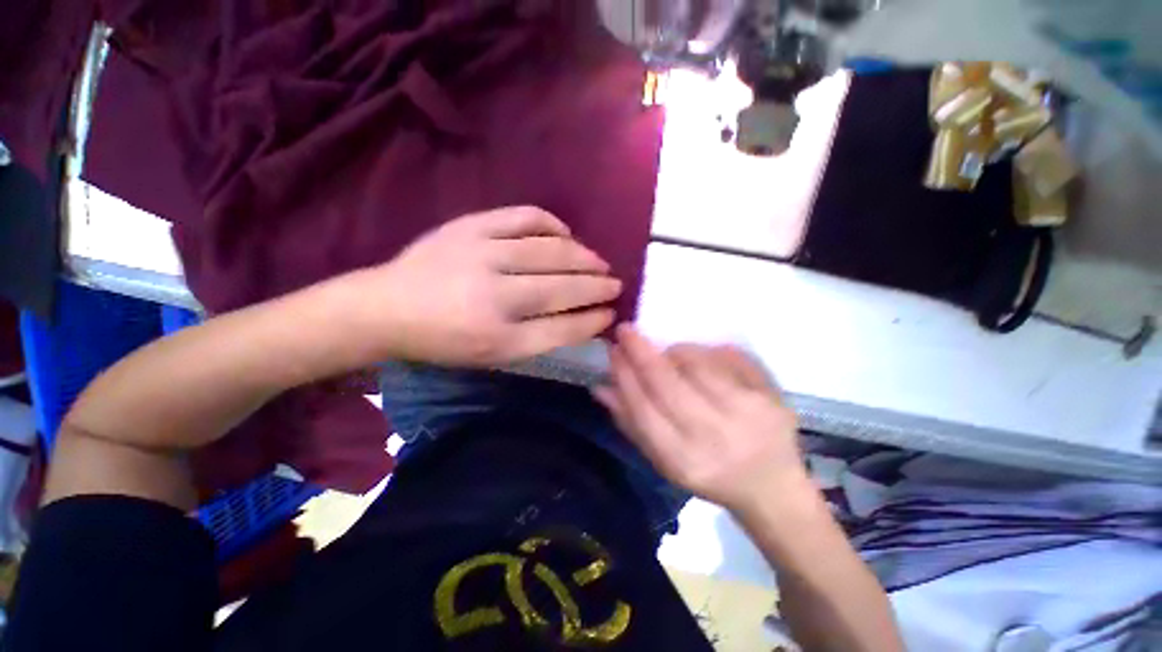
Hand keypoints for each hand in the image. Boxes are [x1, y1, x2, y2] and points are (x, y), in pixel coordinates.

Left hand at [361, 206, 621, 365]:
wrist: (386, 307)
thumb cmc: (443, 341)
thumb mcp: (490, 356)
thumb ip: (536, 339)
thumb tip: (579, 318)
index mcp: (496, 338)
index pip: (561, 329)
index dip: (591, 321)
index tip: (611, 314)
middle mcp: (494, 297)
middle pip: (561, 288)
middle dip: (597, 286)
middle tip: (615, 284)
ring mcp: (483, 254)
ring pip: (551, 251)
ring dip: (583, 256)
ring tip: (598, 262)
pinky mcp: (471, 226)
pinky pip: (525, 217)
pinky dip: (553, 225)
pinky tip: (565, 234)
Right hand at [594, 325, 805, 513]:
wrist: (771, 487)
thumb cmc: (708, 474)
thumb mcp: (663, 460)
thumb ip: (630, 422)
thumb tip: (600, 386)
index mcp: (683, 460)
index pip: (642, 407)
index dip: (624, 375)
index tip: (613, 350)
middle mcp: (714, 437)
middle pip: (666, 382)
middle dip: (641, 351)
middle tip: (626, 330)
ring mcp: (747, 414)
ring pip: (697, 364)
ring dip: (674, 351)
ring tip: (668, 353)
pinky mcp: (771, 396)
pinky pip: (728, 357)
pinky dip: (706, 352)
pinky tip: (699, 358)